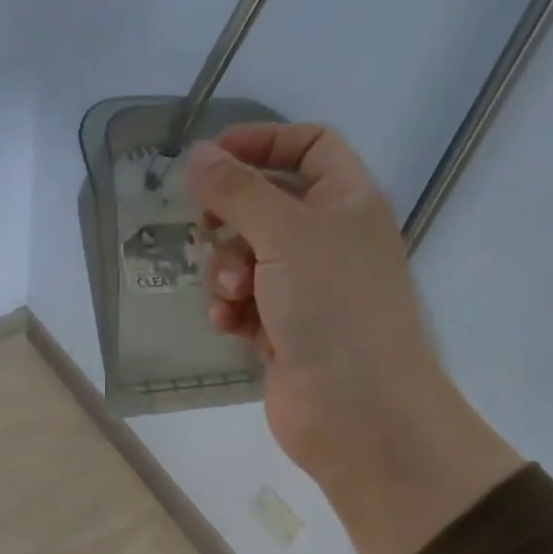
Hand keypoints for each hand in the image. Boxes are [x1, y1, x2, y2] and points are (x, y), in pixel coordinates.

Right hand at [186, 123, 520, 553]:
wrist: (356, 411)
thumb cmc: (334, 309)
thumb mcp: (285, 235)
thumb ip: (237, 191)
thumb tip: (196, 153)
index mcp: (347, 203)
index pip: (309, 147)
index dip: (262, 143)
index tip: (211, 158)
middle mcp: (327, 241)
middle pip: (264, 206)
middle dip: (230, 222)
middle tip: (208, 232)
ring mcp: (304, 290)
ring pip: (245, 259)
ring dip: (225, 274)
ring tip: (231, 299)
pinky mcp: (281, 332)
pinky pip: (243, 304)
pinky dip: (230, 310)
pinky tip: (227, 326)